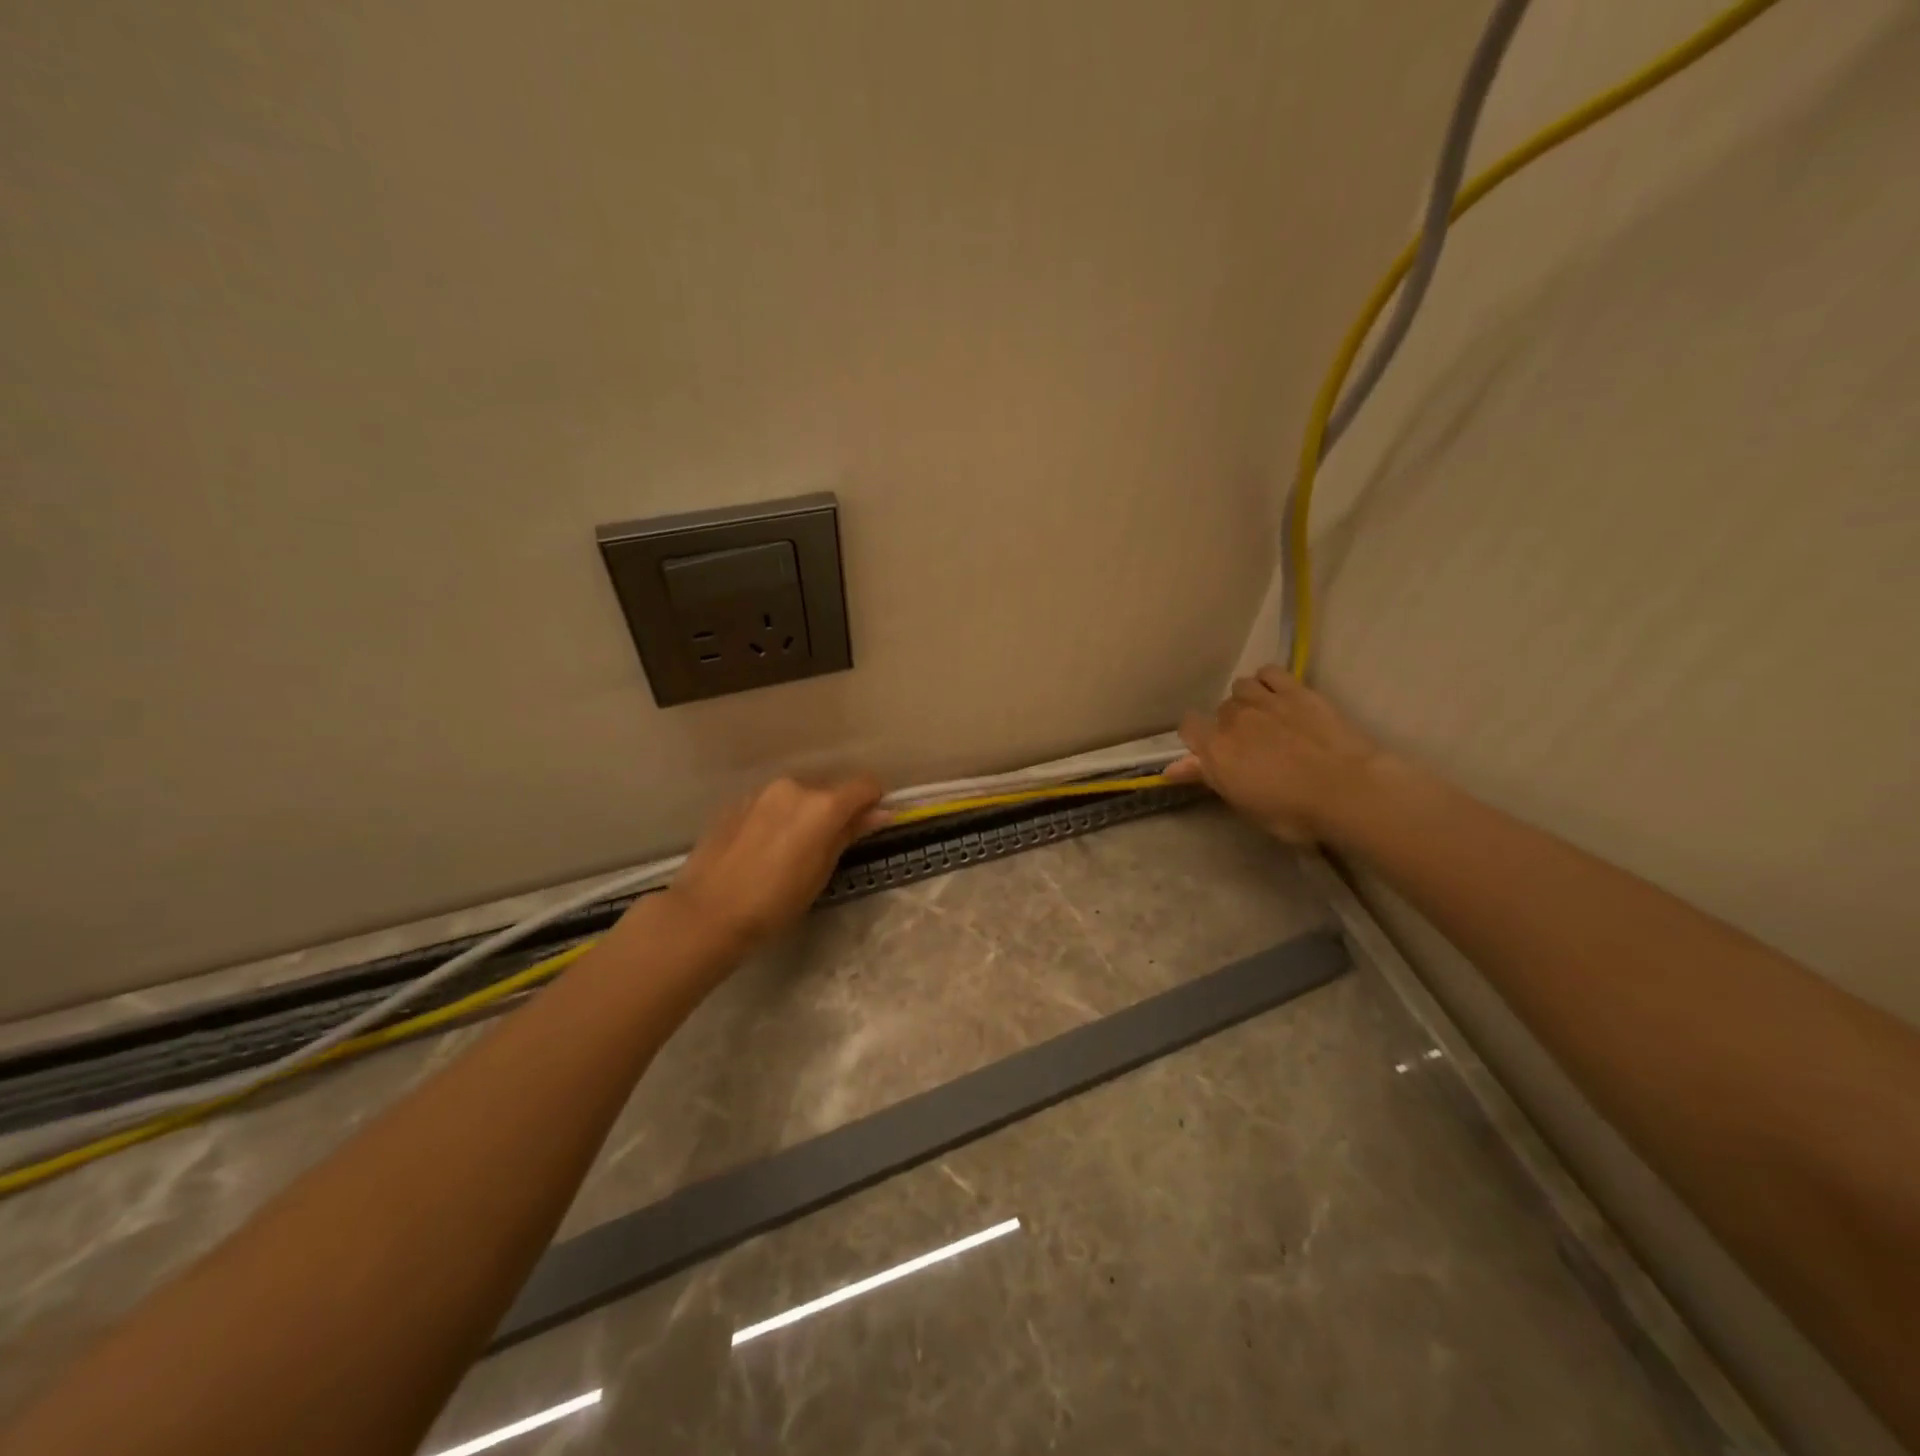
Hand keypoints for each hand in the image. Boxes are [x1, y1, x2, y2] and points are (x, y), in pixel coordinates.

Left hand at [662, 774, 883, 952]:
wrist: (707, 912)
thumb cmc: (775, 902)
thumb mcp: (822, 871)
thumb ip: (850, 833)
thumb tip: (879, 813)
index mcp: (823, 804)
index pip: (865, 784)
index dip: (872, 802)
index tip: (868, 825)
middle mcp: (795, 787)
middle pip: (830, 788)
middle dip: (836, 811)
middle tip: (827, 847)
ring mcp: (762, 792)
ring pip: (799, 795)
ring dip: (805, 813)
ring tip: (790, 850)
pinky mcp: (738, 802)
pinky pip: (772, 803)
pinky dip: (778, 817)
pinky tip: (764, 849)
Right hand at [1168, 665, 1385, 843]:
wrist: (1347, 790)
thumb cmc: (1293, 812)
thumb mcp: (1243, 804)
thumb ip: (1208, 778)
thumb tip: (1171, 769)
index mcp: (1216, 750)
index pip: (1188, 727)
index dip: (1197, 738)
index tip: (1211, 753)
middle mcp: (1233, 719)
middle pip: (1220, 710)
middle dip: (1229, 724)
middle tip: (1250, 746)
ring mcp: (1264, 701)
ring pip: (1241, 687)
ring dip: (1247, 700)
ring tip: (1265, 717)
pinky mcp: (1295, 690)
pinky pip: (1269, 672)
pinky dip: (1268, 681)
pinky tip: (1278, 695)